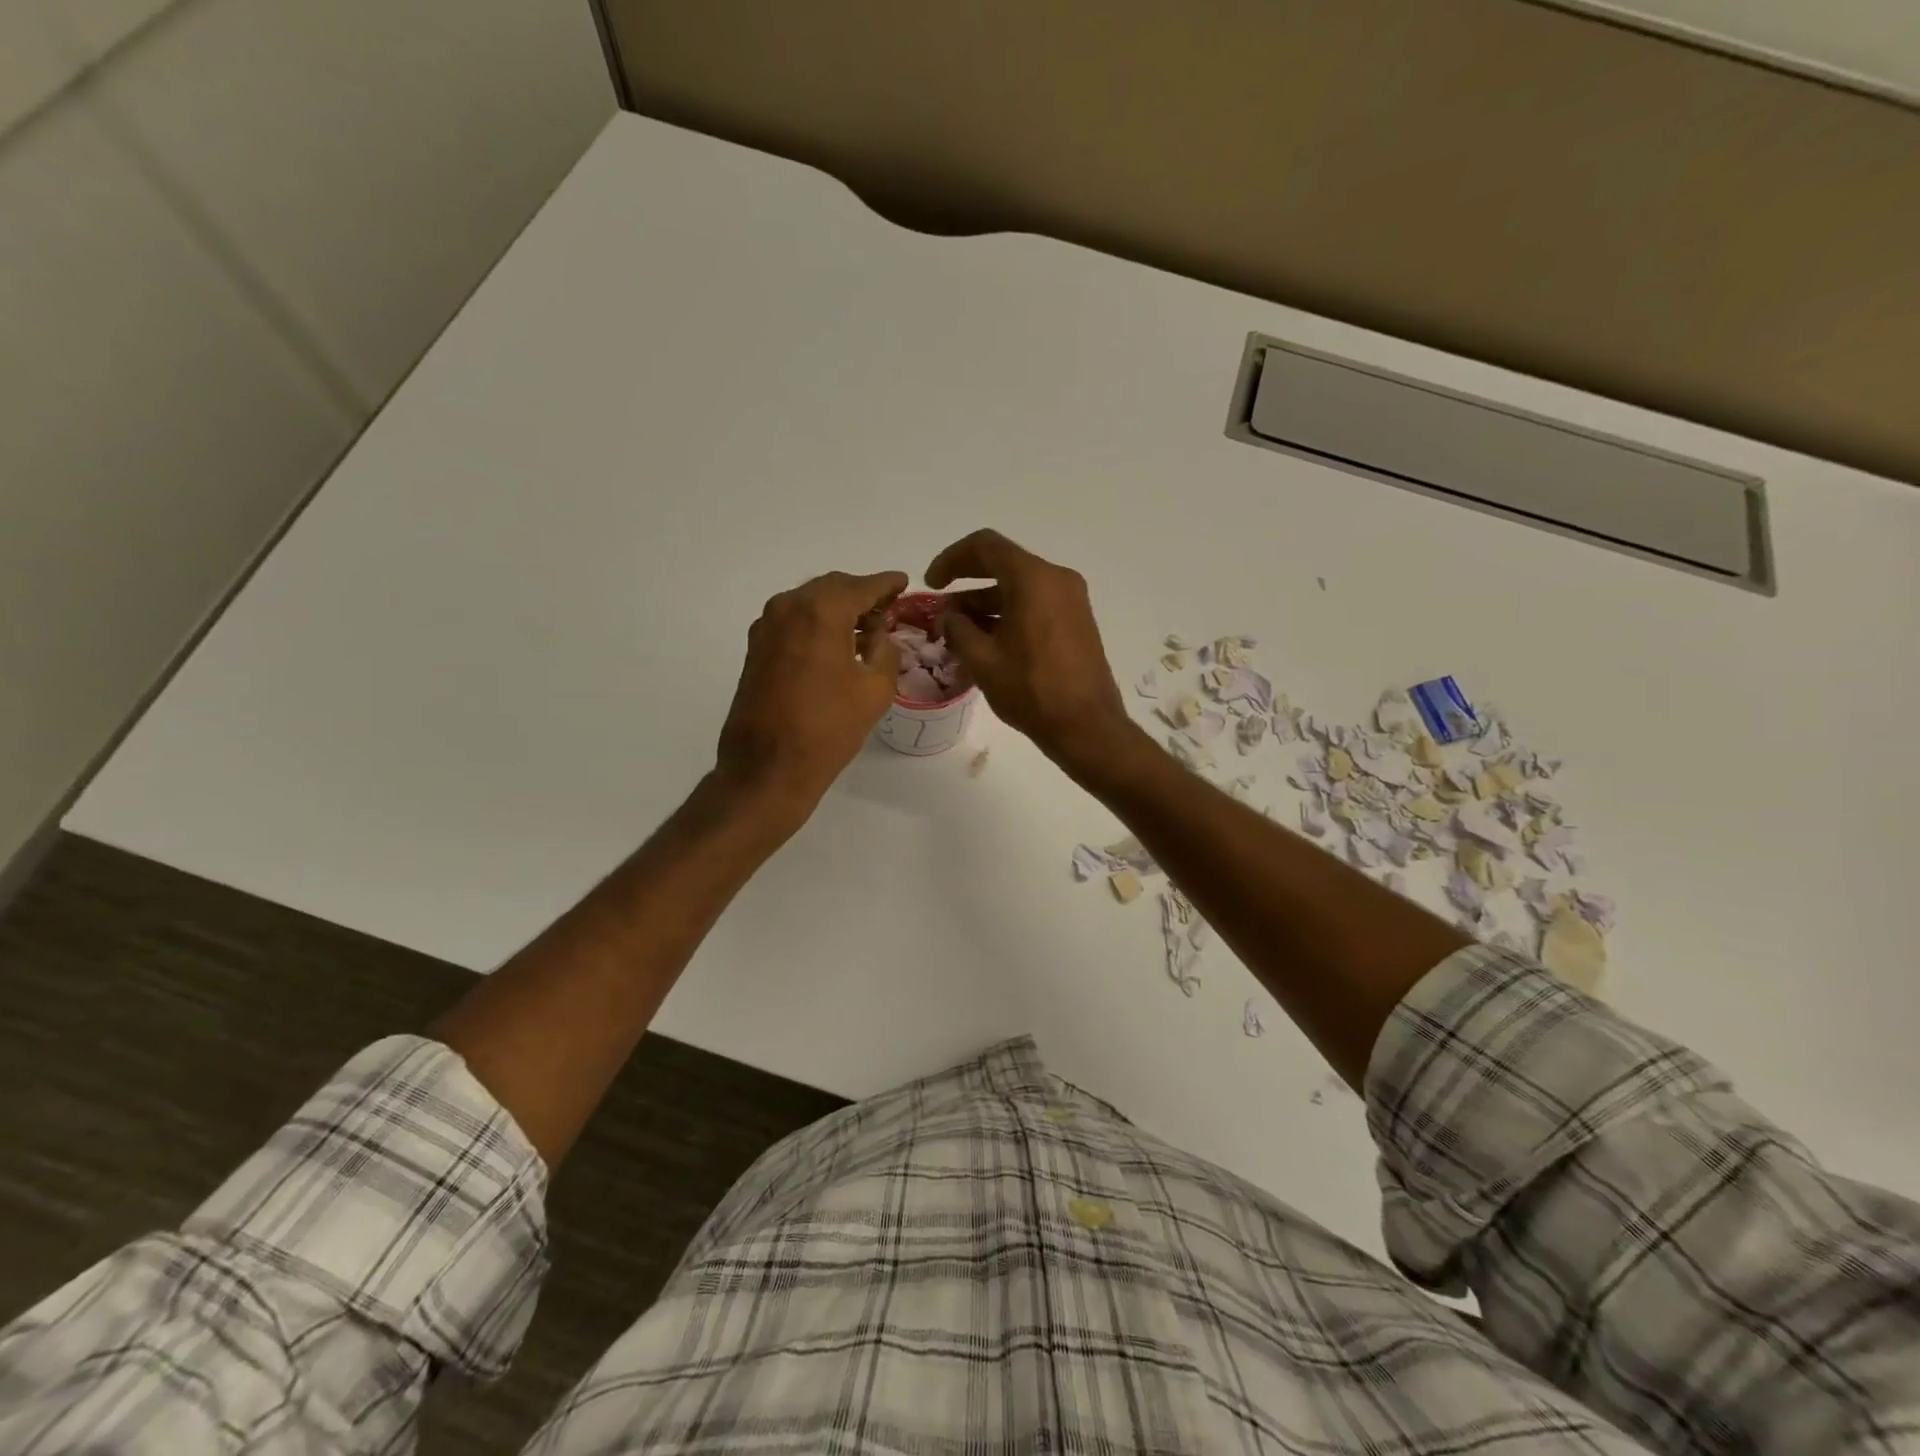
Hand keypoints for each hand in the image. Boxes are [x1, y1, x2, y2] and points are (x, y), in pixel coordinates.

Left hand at [716, 569, 906, 820]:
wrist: (768, 767)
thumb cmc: (829, 728)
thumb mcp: (875, 689)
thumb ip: (885, 650)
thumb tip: (878, 633)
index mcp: (822, 611)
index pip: (863, 586)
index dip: (887, 584)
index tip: (903, 582)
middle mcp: (789, 607)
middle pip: (833, 588)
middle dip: (861, 595)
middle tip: (886, 608)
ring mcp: (767, 626)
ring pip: (810, 603)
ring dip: (837, 609)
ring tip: (864, 629)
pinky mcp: (756, 648)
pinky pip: (794, 621)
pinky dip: (817, 623)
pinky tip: (835, 644)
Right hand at [925, 529, 1135, 774]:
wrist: (1086, 726)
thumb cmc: (1031, 690)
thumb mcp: (982, 660)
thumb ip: (958, 629)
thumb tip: (949, 617)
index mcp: (1034, 579)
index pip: (985, 546)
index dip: (951, 559)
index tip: (931, 584)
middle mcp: (1057, 579)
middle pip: (1003, 565)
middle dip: (967, 583)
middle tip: (941, 607)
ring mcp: (1071, 600)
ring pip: (1019, 587)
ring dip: (986, 602)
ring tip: (957, 631)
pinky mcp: (1077, 621)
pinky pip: (1035, 604)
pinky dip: (1008, 614)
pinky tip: (986, 641)